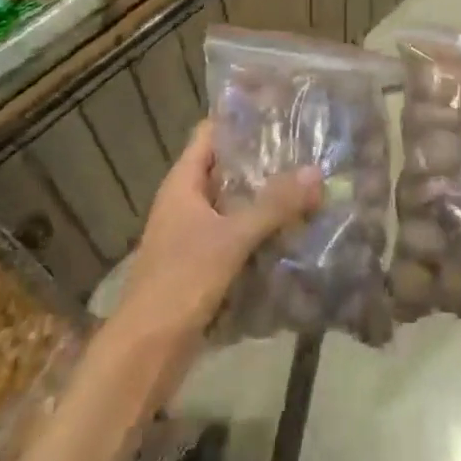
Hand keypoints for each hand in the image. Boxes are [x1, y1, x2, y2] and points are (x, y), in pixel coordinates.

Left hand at [112, 120, 320, 389]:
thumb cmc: (181, 281)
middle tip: (306, 146)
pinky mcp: (203, 264)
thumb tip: (316, 171)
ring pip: (234, 203)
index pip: (210, 133)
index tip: (279, 107)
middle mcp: (186, 201)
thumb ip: (273, 206)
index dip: (240, 117)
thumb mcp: (231, 239)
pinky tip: (293, 230)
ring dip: (265, 197)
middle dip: (263, 159)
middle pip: (226, 167)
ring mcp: (193, 234)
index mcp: (183, 182)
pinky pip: (236, 235)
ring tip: (308, 183)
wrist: (145, 353)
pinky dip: (260, 230)